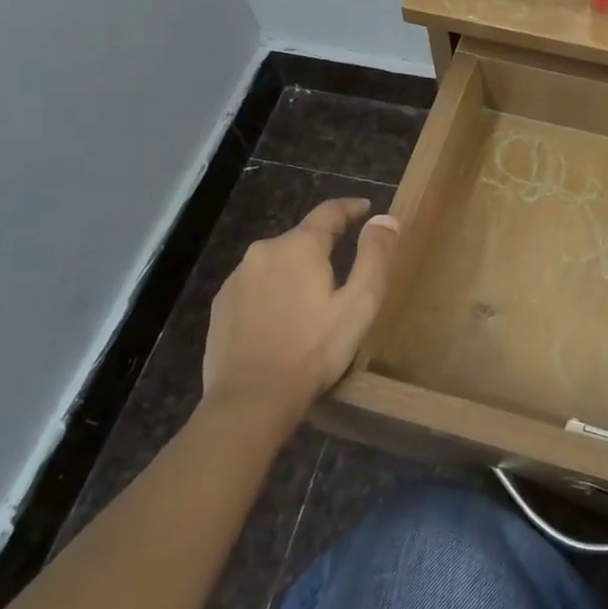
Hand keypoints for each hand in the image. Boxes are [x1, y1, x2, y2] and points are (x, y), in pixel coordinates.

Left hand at [201, 199, 400, 426]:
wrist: (250, 400)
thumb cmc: (314, 350)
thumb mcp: (360, 303)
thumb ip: (375, 255)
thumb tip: (386, 218)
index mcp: (300, 246)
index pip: (330, 211)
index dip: (351, 208)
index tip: (366, 209)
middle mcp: (265, 250)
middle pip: (302, 237)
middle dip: (324, 246)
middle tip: (343, 267)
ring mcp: (238, 277)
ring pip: (277, 261)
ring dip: (296, 270)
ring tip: (312, 298)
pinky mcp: (221, 304)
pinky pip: (256, 284)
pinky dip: (273, 291)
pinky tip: (282, 317)